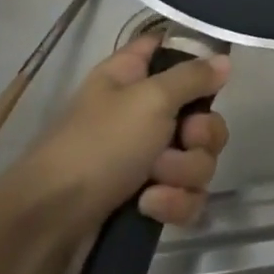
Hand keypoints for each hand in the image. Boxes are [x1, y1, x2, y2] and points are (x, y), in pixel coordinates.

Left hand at [0, 33, 230, 242]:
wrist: (50, 224)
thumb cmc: (97, 146)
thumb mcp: (149, 100)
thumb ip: (192, 78)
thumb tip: (224, 60)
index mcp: (132, 76)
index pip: (169, 49)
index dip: (195, 59)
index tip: (212, 77)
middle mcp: (143, 113)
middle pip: (202, 114)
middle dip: (201, 135)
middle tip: (183, 140)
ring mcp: (147, 159)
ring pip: (199, 158)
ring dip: (184, 172)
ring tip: (155, 182)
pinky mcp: (150, 198)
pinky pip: (187, 195)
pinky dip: (174, 202)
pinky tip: (149, 207)